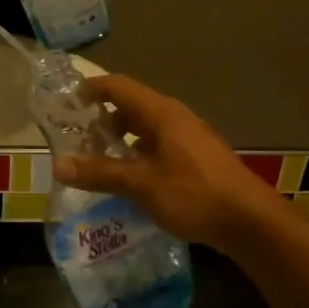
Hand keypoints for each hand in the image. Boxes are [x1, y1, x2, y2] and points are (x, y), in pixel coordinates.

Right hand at [51, 76, 280, 251]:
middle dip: (102, 119)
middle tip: (76, 139)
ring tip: (97, 161)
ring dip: (120, 140)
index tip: (66, 101)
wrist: (249, 221)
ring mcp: (189, 138)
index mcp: (161, 113)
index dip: (92, 88)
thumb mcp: (141, 184)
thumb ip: (100, 173)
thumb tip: (59, 165)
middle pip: (131, 107)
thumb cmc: (193, 194)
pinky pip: (159, 147)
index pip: (119, 86)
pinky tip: (129, 180)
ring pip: (146, 129)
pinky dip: (138, 155)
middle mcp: (175, 118)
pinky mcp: (197, 159)